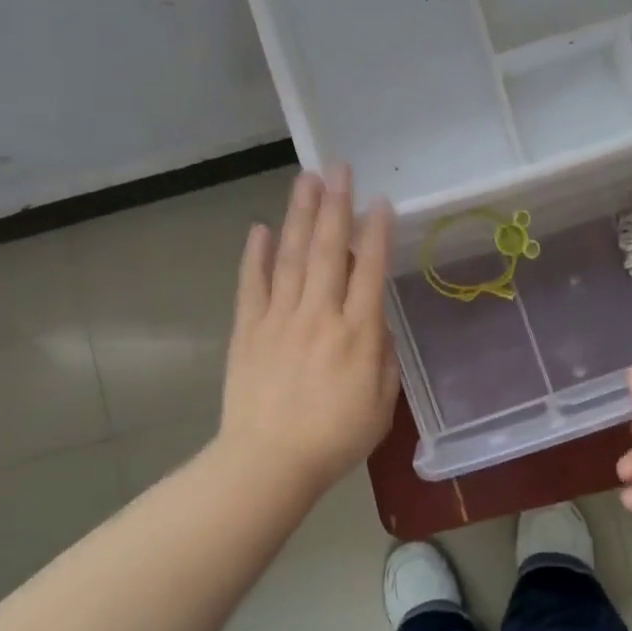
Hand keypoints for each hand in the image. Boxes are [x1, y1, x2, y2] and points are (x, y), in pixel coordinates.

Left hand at [218, 165, 398, 498]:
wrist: (269, 462)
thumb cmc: (334, 439)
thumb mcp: (381, 405)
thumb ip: (383, 359)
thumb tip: (376, 324)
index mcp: (357, 334)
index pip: (370, 271)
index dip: (377, 233)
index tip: (380, 201)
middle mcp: (319, 315)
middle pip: (330, 250)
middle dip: (336, 205)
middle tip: (338, 168)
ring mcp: (279, 318)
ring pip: (292, 256)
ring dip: (300, 215)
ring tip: (306, 180)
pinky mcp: (248, 329)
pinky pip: (253, 284)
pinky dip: (256, 255)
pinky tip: (261, 229)